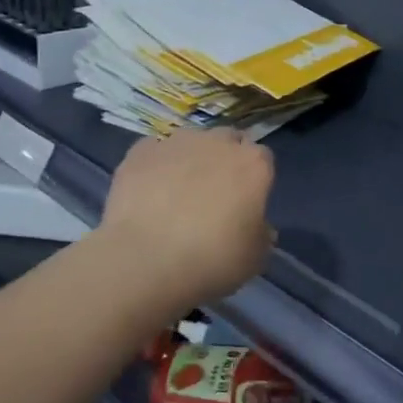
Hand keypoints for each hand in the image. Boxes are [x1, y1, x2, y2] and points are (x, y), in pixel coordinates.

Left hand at [100, 129, 274, 306]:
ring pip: (190, 142)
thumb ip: (261, 234)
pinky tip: (148, 192)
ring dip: (189, 160)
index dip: (254, 180)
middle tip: (213, 195)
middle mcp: (217, 142)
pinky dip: (155, 166)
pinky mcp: (140, 152)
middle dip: (223, 160)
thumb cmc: (212, 260)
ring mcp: (176, 143)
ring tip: (175, 194)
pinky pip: (155, 152)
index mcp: (253, 164)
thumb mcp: (254, 258)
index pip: (262, 159)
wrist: (145, 261)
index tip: (245, 203)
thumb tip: (257, 226)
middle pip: (227, 141)